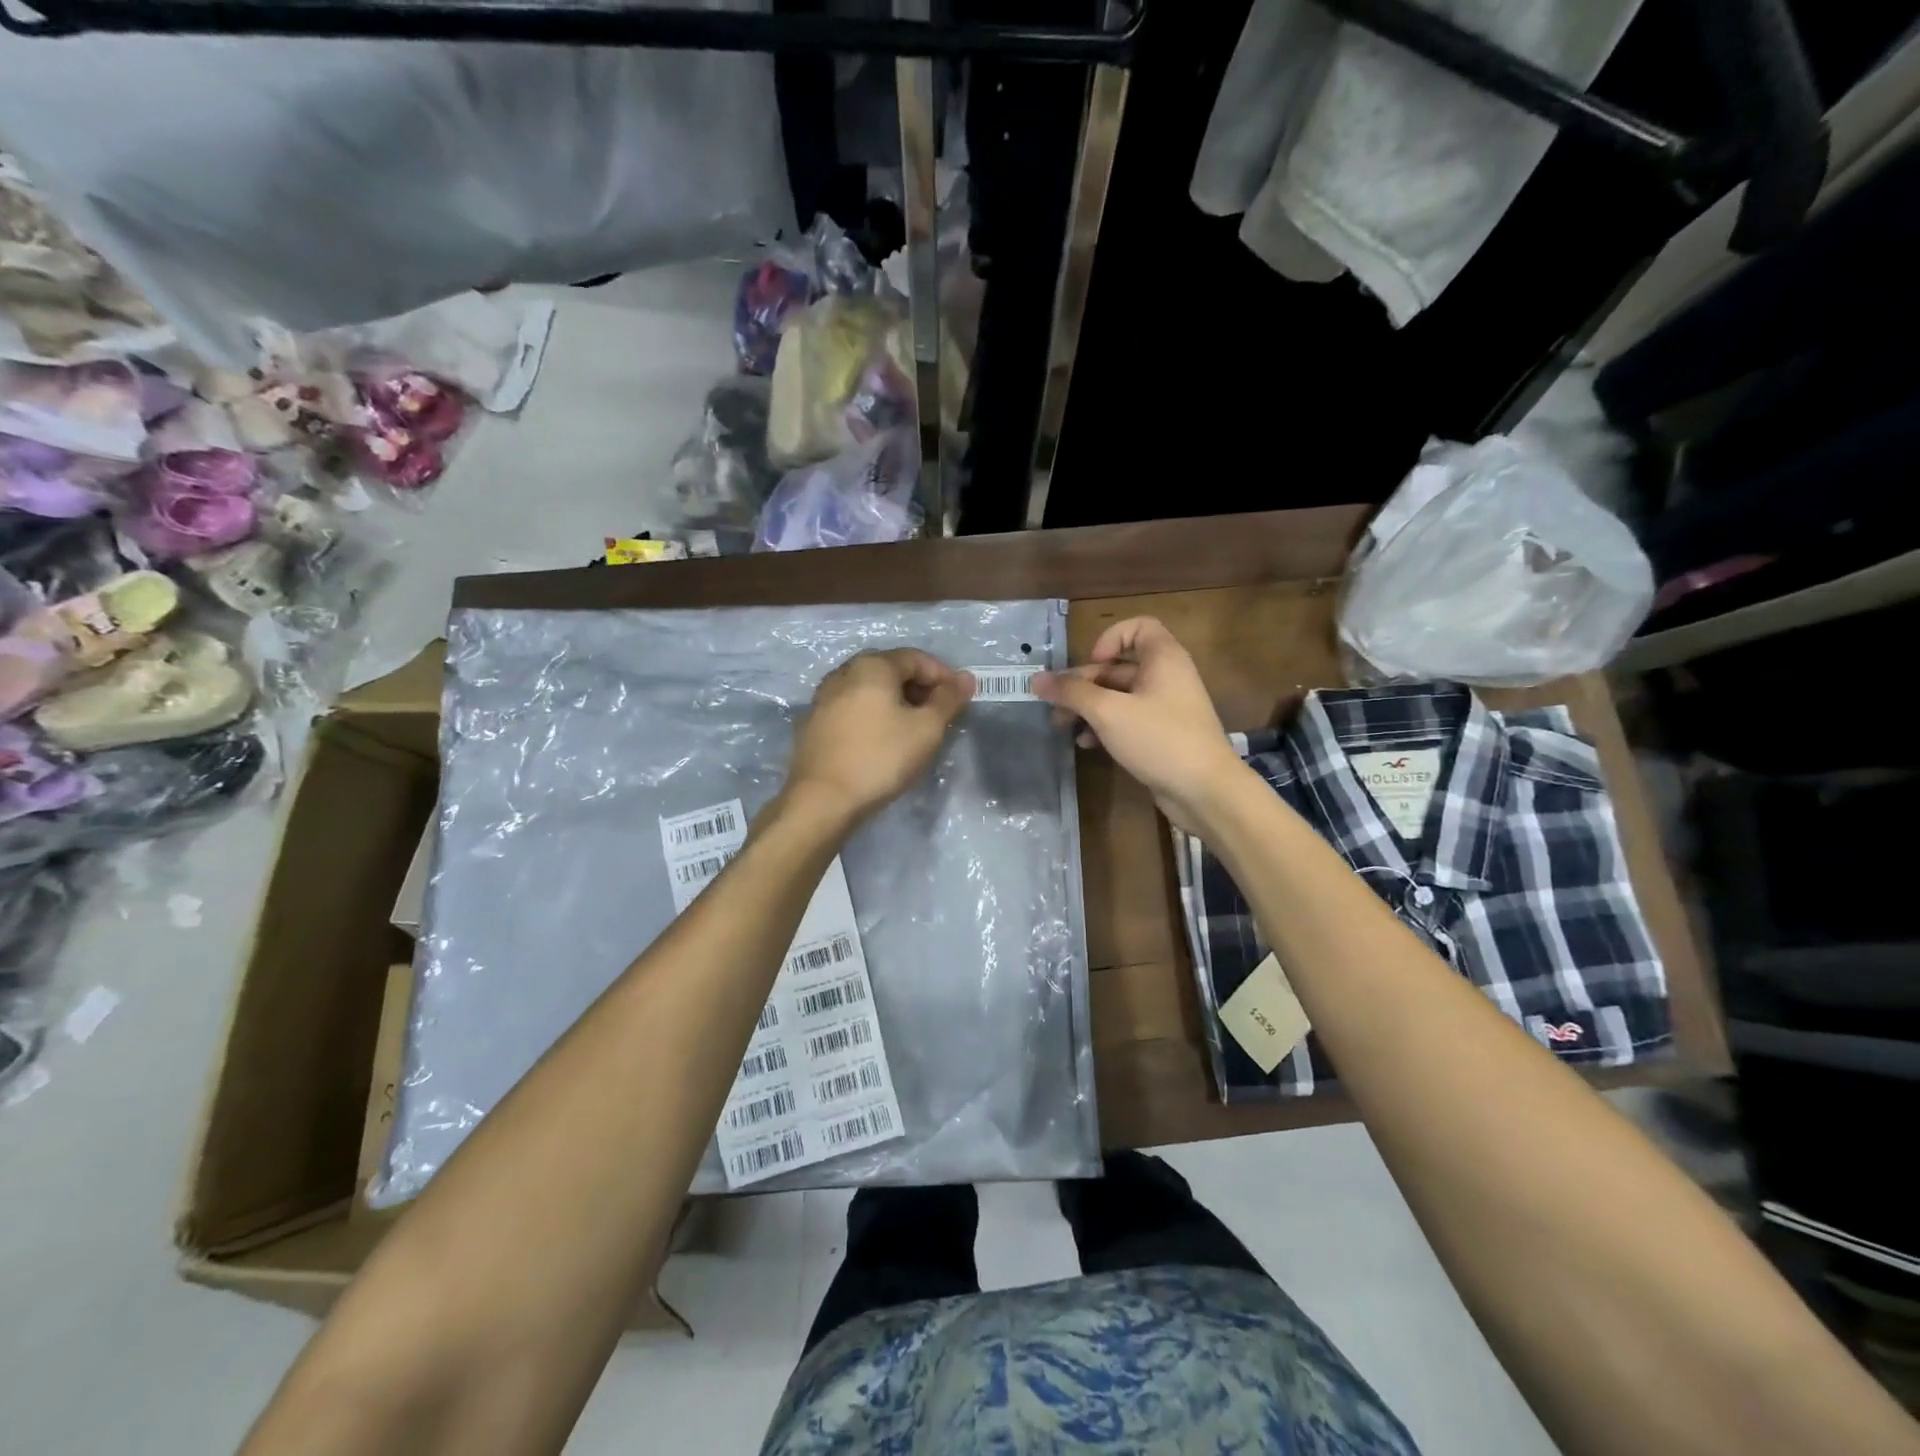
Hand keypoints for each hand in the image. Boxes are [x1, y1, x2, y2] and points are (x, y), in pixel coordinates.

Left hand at [786, 649, 973, 827]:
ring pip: (868, 690)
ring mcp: (823, 699)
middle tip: (939, 714)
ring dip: (895, 702)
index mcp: (871, 666)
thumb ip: (948, 699)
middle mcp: (843, 673)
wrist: (822, 800)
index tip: (959, 699)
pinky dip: (873, 716)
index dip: (943, 675)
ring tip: (913, 729)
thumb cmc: (881, 757)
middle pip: (890, 670)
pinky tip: (882, 741)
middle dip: (919, 688)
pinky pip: (852, 709)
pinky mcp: (813, 725)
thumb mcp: (927, 729)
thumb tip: (966, 678)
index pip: (916, 658)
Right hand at [1034, 617, 1245, 833]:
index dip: (1110, 639)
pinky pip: (1128, 720)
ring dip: (1089, 707)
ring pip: (1119, 696)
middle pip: (1119, 667)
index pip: (1138, 627)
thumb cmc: (1159, 739)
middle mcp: (1167, 677)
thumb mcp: (1108, 712)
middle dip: (1084, 683)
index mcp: (1163, 658)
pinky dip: (1105, 726)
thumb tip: (1037, 680)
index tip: (1092, 664)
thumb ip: (1072, 693)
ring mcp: (1165, 708)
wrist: (1205, 791)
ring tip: (1063, 726)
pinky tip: (1087, 744)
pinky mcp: (1162, 735)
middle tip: (1056, 705)